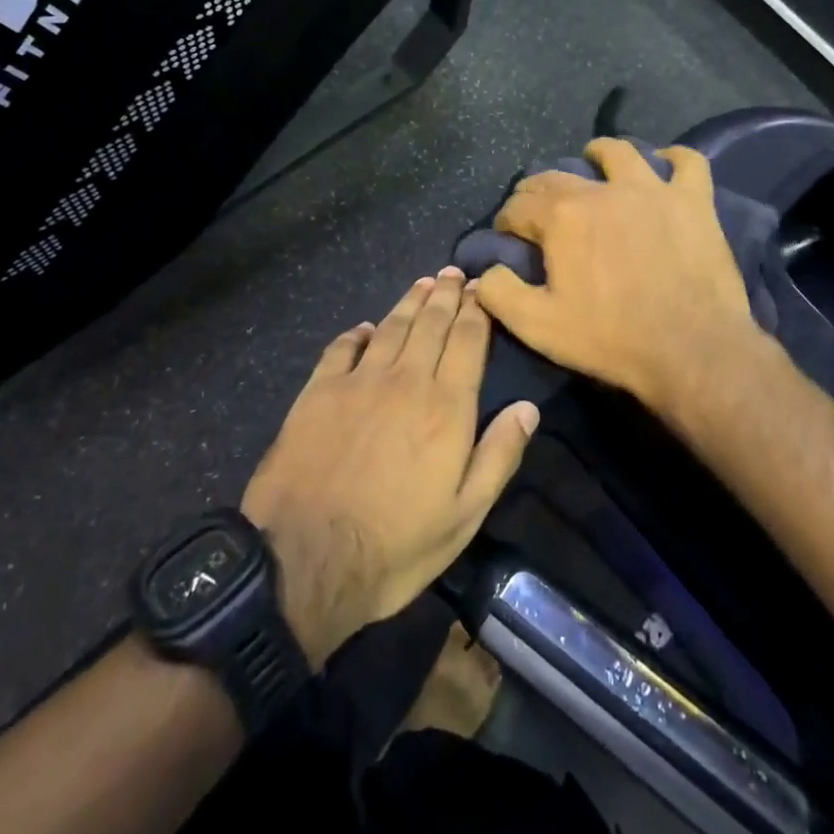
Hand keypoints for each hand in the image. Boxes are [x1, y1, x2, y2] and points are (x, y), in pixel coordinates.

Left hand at [240, 269, 538, 669]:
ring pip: (390, 327)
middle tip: (454, 273)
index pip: (467, 341)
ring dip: (409, 302)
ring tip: (423, 283)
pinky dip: (357, 334)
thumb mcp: (464, 515)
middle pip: (430, 324)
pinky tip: (365, 328)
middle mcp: (405, 380)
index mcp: (446, 407)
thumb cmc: (395, 545)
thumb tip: (529, 408)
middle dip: (446, 295)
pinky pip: (341, 348)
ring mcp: (357, 382)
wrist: (304, 560)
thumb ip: (499, 456)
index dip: (476, 310)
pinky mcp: (317, 393)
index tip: (481, 288)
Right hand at [476, 139, 765, 422]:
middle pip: (557, 176)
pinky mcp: (693, 201)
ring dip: (599, 154)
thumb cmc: (610, 339)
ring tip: (594, 164)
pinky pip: (687, 162)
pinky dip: (674, 159)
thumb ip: (498, 292)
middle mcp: (602, 191)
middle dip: (537, 191)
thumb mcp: (537, 326)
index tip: (509, 237)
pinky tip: (664, 165)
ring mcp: (652, 190)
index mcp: (561, 218)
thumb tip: (483, 271)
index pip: (518, 206)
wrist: (691, 351)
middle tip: (539, 211)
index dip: (507, 221)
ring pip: (620, 152)